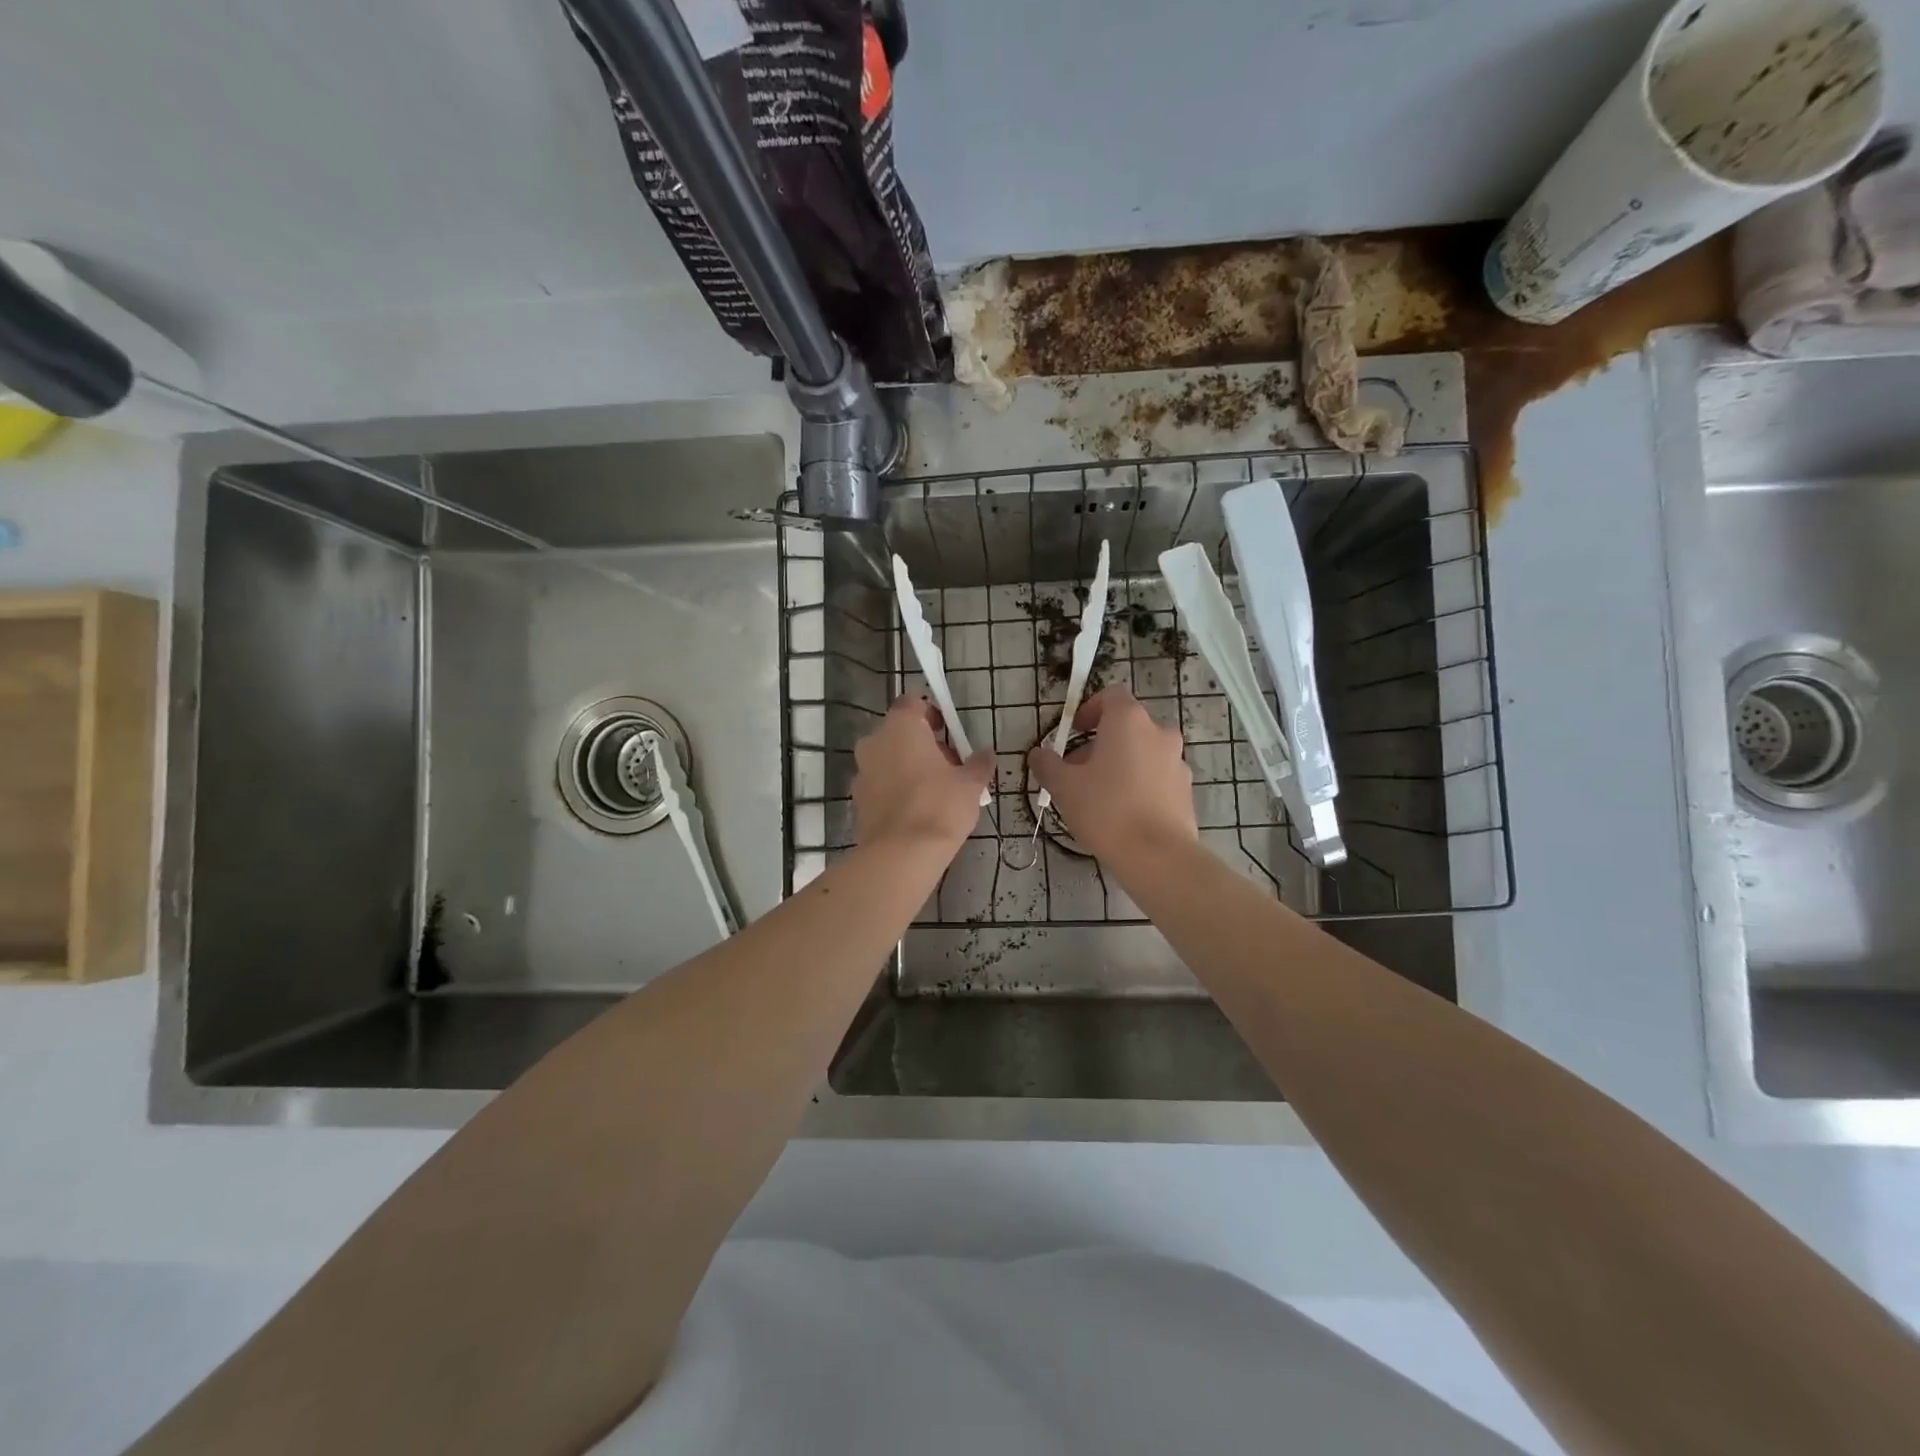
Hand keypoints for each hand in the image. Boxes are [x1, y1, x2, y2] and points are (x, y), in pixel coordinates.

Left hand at [852, 693, 992, 853]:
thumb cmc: (940, 807)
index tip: (947, 730)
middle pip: (899, 732)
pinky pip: (880, 784)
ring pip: (887, 758)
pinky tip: (916, 810)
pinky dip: (895, 789)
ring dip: (907, 766)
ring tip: (934, 791)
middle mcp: (874, 742)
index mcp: (900, 727)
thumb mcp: (971, 784)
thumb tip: (985, 754)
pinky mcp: (857, 799)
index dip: (930, 712)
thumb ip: (979, 763)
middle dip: (922, 743)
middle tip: (948, 765)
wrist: (901, 855)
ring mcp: (861, 771)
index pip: (912, 702)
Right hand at [1029, 685, 1195, 863]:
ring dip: (1122, 763)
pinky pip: (1157, 776)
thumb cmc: (1106, 810)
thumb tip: (1038, 754)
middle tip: (1079, 771)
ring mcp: (1178, 761)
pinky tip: (1124, 813)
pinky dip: (1140, 784)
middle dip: (1102, 742)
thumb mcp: (1063, 786)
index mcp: (1129, 721)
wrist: (1158, 856)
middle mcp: (1159, 732)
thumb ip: (1047, 764)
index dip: (1090, 709)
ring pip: (1143, 751)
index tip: (1075, 732)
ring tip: (1100, 796)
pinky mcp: (1186, 789)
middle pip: (1127, 726)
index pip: (1111, 695)